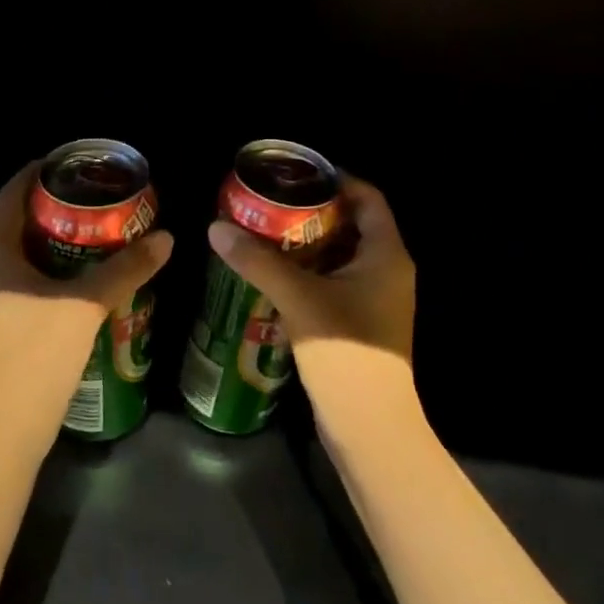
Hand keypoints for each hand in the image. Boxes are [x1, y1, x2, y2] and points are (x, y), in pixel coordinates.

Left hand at [0, 164, 172, 448]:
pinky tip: (83, 281)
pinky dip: (51, 271)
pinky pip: (23, 282)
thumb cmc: (35, 359)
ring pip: (22, 255)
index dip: (42, 171)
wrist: (2, 438)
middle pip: (18, 222)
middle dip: (57, 208)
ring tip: (98, 234)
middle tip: (99, 199)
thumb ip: (125, 269)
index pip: (13, 193)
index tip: (77, 162)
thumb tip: (167, 237)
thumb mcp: (85, 307)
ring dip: (57, 242)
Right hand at [206, 176, 418, 438]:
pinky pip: (334, 281)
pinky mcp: (360, 323)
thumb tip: (216, 227)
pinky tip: (273, 272)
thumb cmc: (345, 353)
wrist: (370, 429)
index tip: (295, 174)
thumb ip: (258, 261)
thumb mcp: (298, 299)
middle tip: (270, 202)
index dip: (336, 180)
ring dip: (307, 243)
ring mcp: (376, 299)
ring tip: (265, 230)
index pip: (368, 198)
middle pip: (352, 224)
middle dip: (312, 211)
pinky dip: (308, 271)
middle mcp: (387, 271)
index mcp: (386, 255)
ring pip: (340, 255)